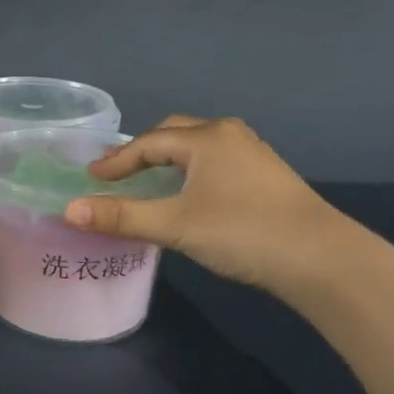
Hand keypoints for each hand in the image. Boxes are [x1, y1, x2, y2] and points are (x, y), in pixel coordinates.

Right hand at [63, 115, 359, 301]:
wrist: (324, 260)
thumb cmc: (243, 232)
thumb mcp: (175, 225)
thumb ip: (122, 217)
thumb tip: (69, 210)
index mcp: (206, 138)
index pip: (148, 142)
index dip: (117, 160)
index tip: (91, 177)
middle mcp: (230, 135)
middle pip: (175, 134)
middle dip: (143, 151)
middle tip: (117, 172)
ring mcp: (254, 154)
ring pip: (199, 147)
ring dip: (170, 160)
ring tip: (149, 180)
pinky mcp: (269, 176)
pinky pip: (217, 161)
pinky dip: (193, 170)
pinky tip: (191, 194)